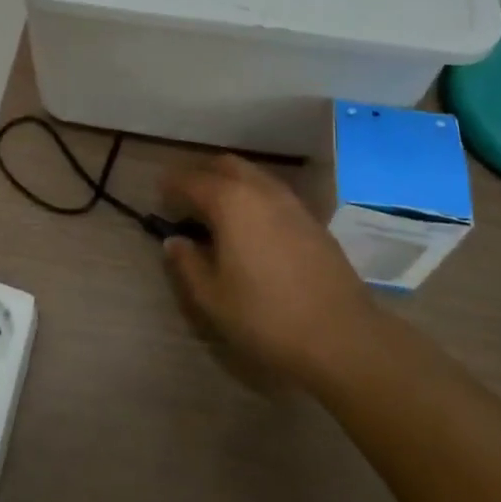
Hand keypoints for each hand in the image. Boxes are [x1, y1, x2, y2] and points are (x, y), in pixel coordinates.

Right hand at [161, 155, 378, 388]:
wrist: (342, 336)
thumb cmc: (266, 317)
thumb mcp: (213, 297)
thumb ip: (187, 264)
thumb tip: (174, 242)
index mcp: (230, 202)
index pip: (191, 180)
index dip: (171, 184)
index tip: (158, 192)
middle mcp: (260, 190)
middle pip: (225, 165)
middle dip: (202, 173)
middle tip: (186, 196)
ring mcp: (291, 202)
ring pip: (253, 175)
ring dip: (230, 182)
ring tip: (217, 209)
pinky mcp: (312, 219)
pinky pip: (273, 192)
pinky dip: (254, 196)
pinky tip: (251, 225)